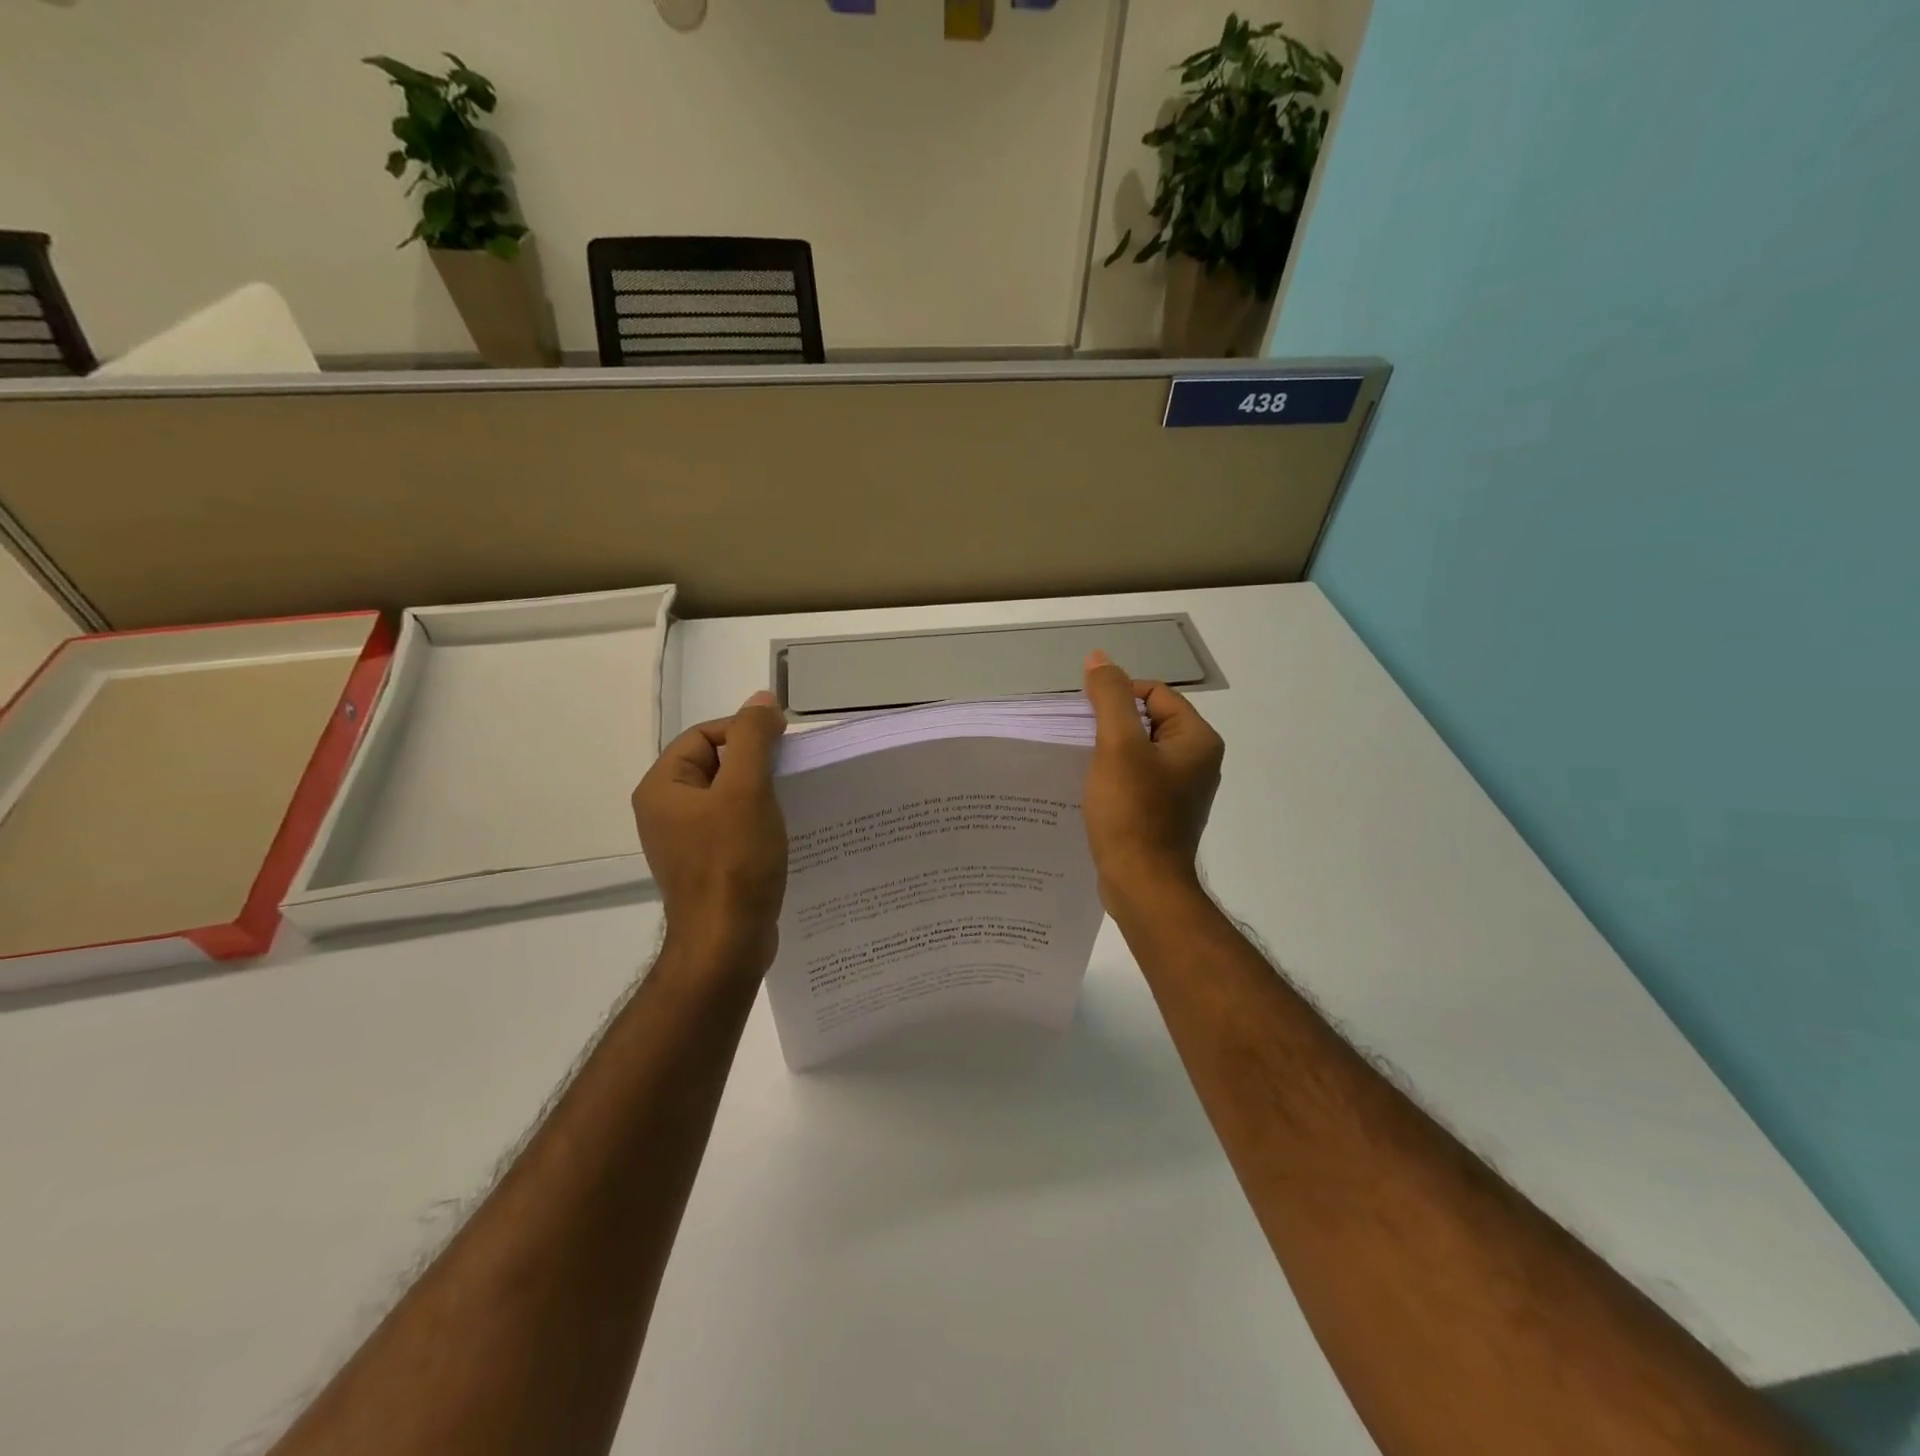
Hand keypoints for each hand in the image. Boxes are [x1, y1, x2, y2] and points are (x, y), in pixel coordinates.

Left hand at [632, 691, 789, 969]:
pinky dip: (759, 820)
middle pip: (717, 763)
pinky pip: (733, 825)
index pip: (705, 735)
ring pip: (728, 796)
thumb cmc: (734, 862)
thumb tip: (762, 700)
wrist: (727, 943)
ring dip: (762, 792)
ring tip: (794, 800)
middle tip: (792, 774)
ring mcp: (686, 840)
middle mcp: (666, 810)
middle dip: (757, 763)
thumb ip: (753, 739)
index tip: (784, 746)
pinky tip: (785, 829)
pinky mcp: (708, 864)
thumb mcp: (746, 790)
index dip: (745, 733)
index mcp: (663, 788)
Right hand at [1081, 650, 1224, 910]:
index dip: (1118, 698)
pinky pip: (1137, 780)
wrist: (1143, 886)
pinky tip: (1092, 792)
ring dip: (1109, 754)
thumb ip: (1109, 698)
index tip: (1087, 720)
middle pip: (1146, 722)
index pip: (1154, 693)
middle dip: (1111, 727)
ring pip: (1139, 753)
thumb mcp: (1117, 746)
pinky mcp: (1164, 814)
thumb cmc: (1133, 813)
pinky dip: (1114, 779)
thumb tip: (1099, 659)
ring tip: (1082, 766)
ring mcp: (1182, 790)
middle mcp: (1197, 761)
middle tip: (1081, 742)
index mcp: (1197, 739)